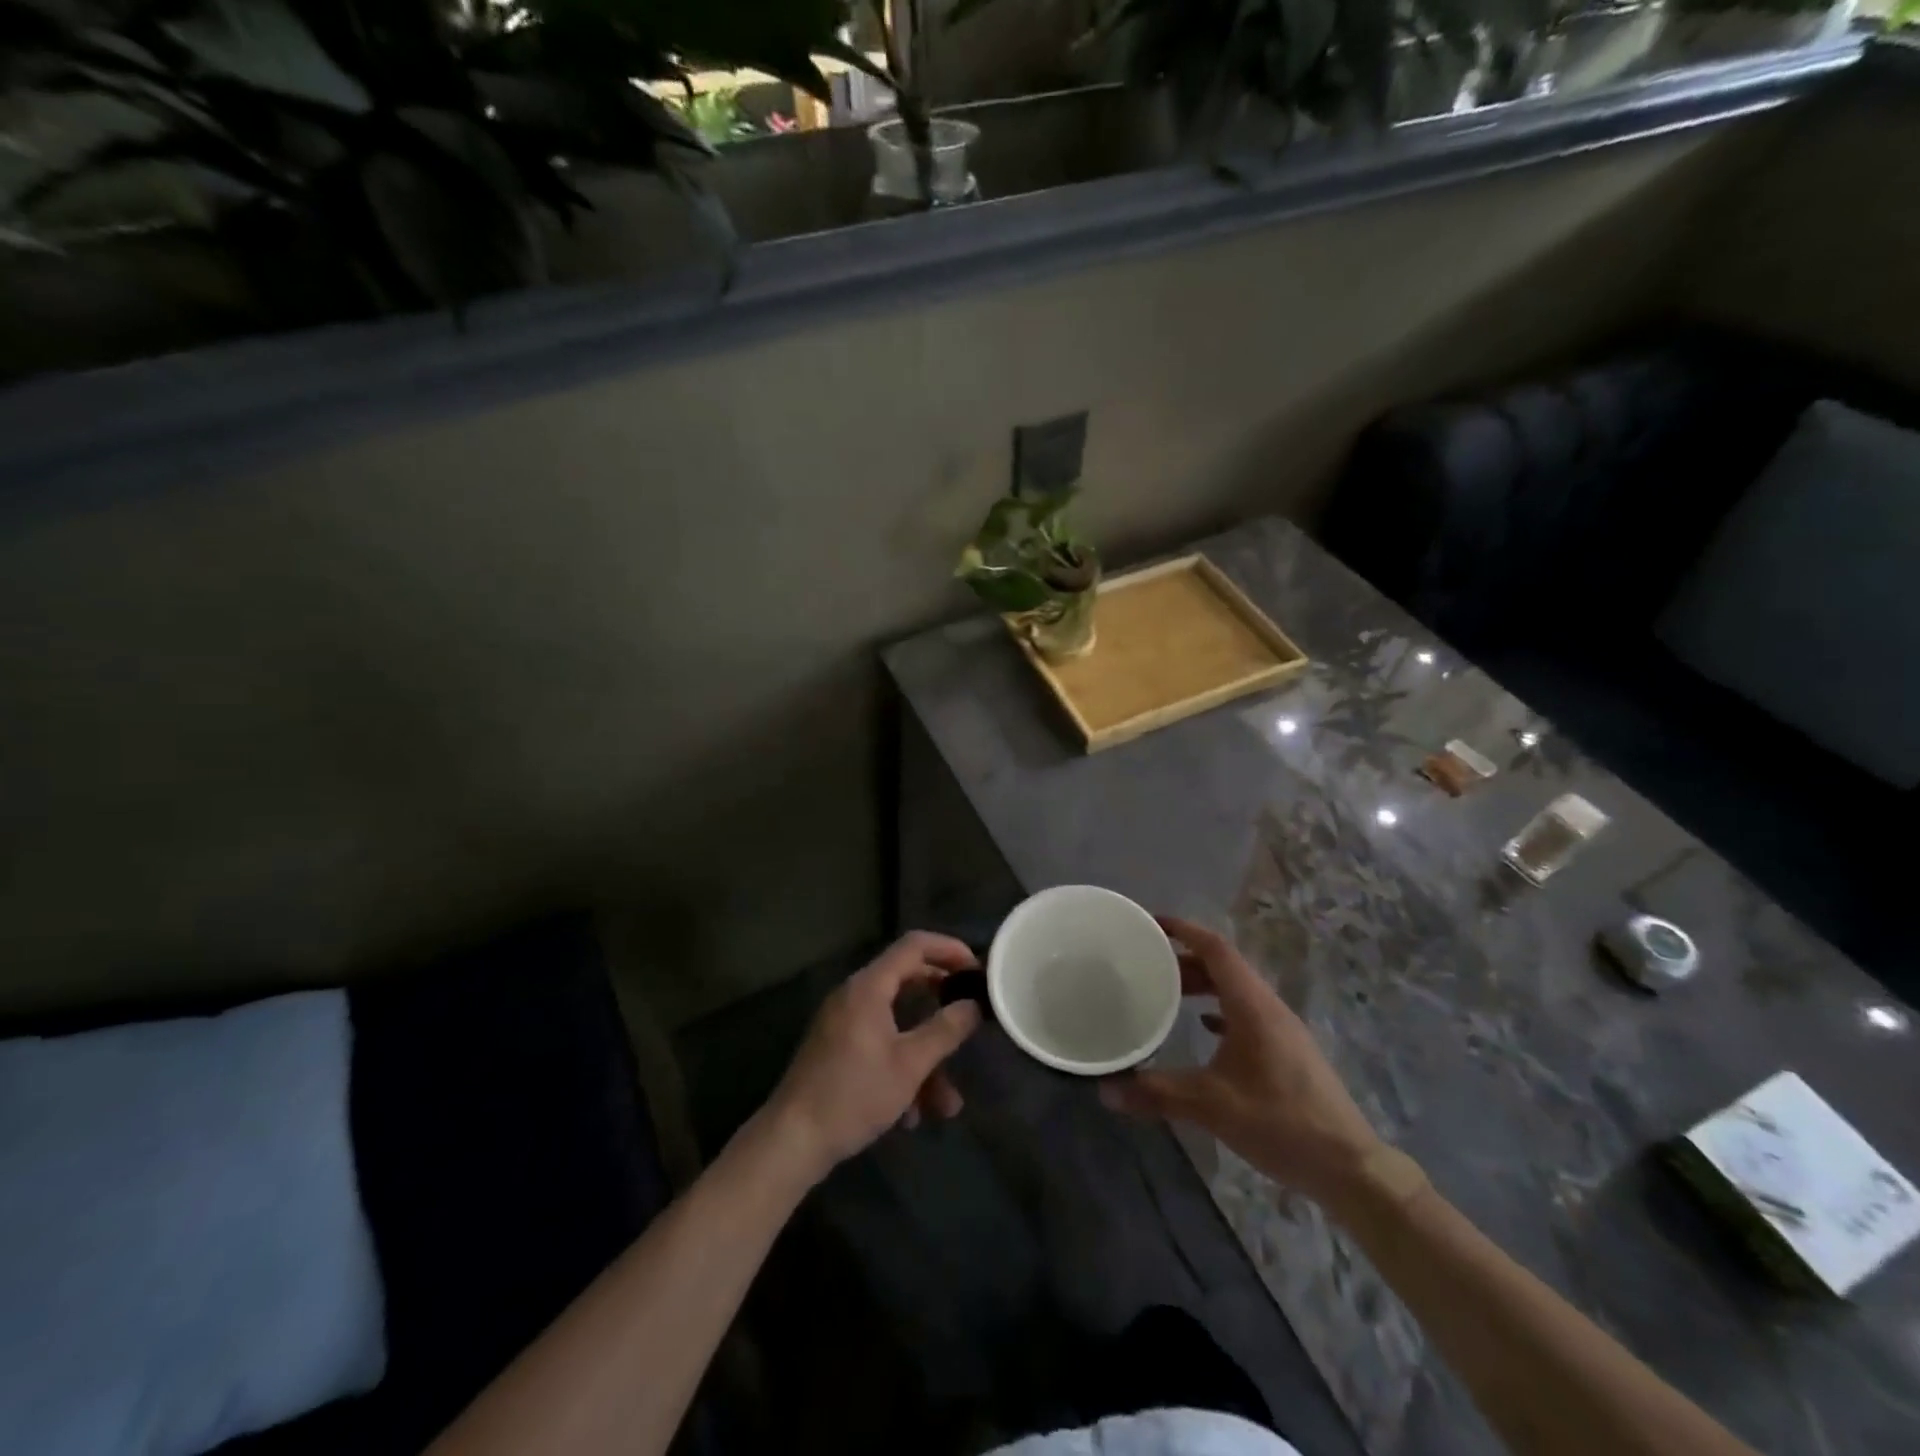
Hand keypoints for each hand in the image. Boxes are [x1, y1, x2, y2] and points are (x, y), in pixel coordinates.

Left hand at [768, 931, 982, 1181]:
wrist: (792, 1140)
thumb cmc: (854, 1094)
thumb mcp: (909, 1065)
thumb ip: (945, 1030)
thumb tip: (973, 1005)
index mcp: (869, 986)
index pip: (914, 945)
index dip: (949, 949)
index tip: (977, 970)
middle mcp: (855, 996)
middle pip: (908, 983)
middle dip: (942, 1009)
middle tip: (971, 1018)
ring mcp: (844, 1023)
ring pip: (897, 1026)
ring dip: (925, 1059)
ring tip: (946, 1104)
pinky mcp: (838, 1049)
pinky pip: (880, 1045)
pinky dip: (901, 1070)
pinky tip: (911, 1114)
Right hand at [1100, 915, 1385, 1209]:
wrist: (1350, 1168)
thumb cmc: (1282, 1123)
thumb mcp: (1212, 1106)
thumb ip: (1157, 1093)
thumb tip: (1105, 1090)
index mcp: (1253, 1006)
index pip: (1216, 949)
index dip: (1184, 930)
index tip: (1151, 924)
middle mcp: (1269, 1008)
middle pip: (1224, 966)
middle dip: (1186, 959)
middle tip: (1148, 964)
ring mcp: (1282, 1030)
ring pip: (1236, 990)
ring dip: (1203, 985)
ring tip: (1168, 993)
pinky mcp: (1288, 1052)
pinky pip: (1247, 1014)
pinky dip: (1220, 1009)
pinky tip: (1204, 1027)